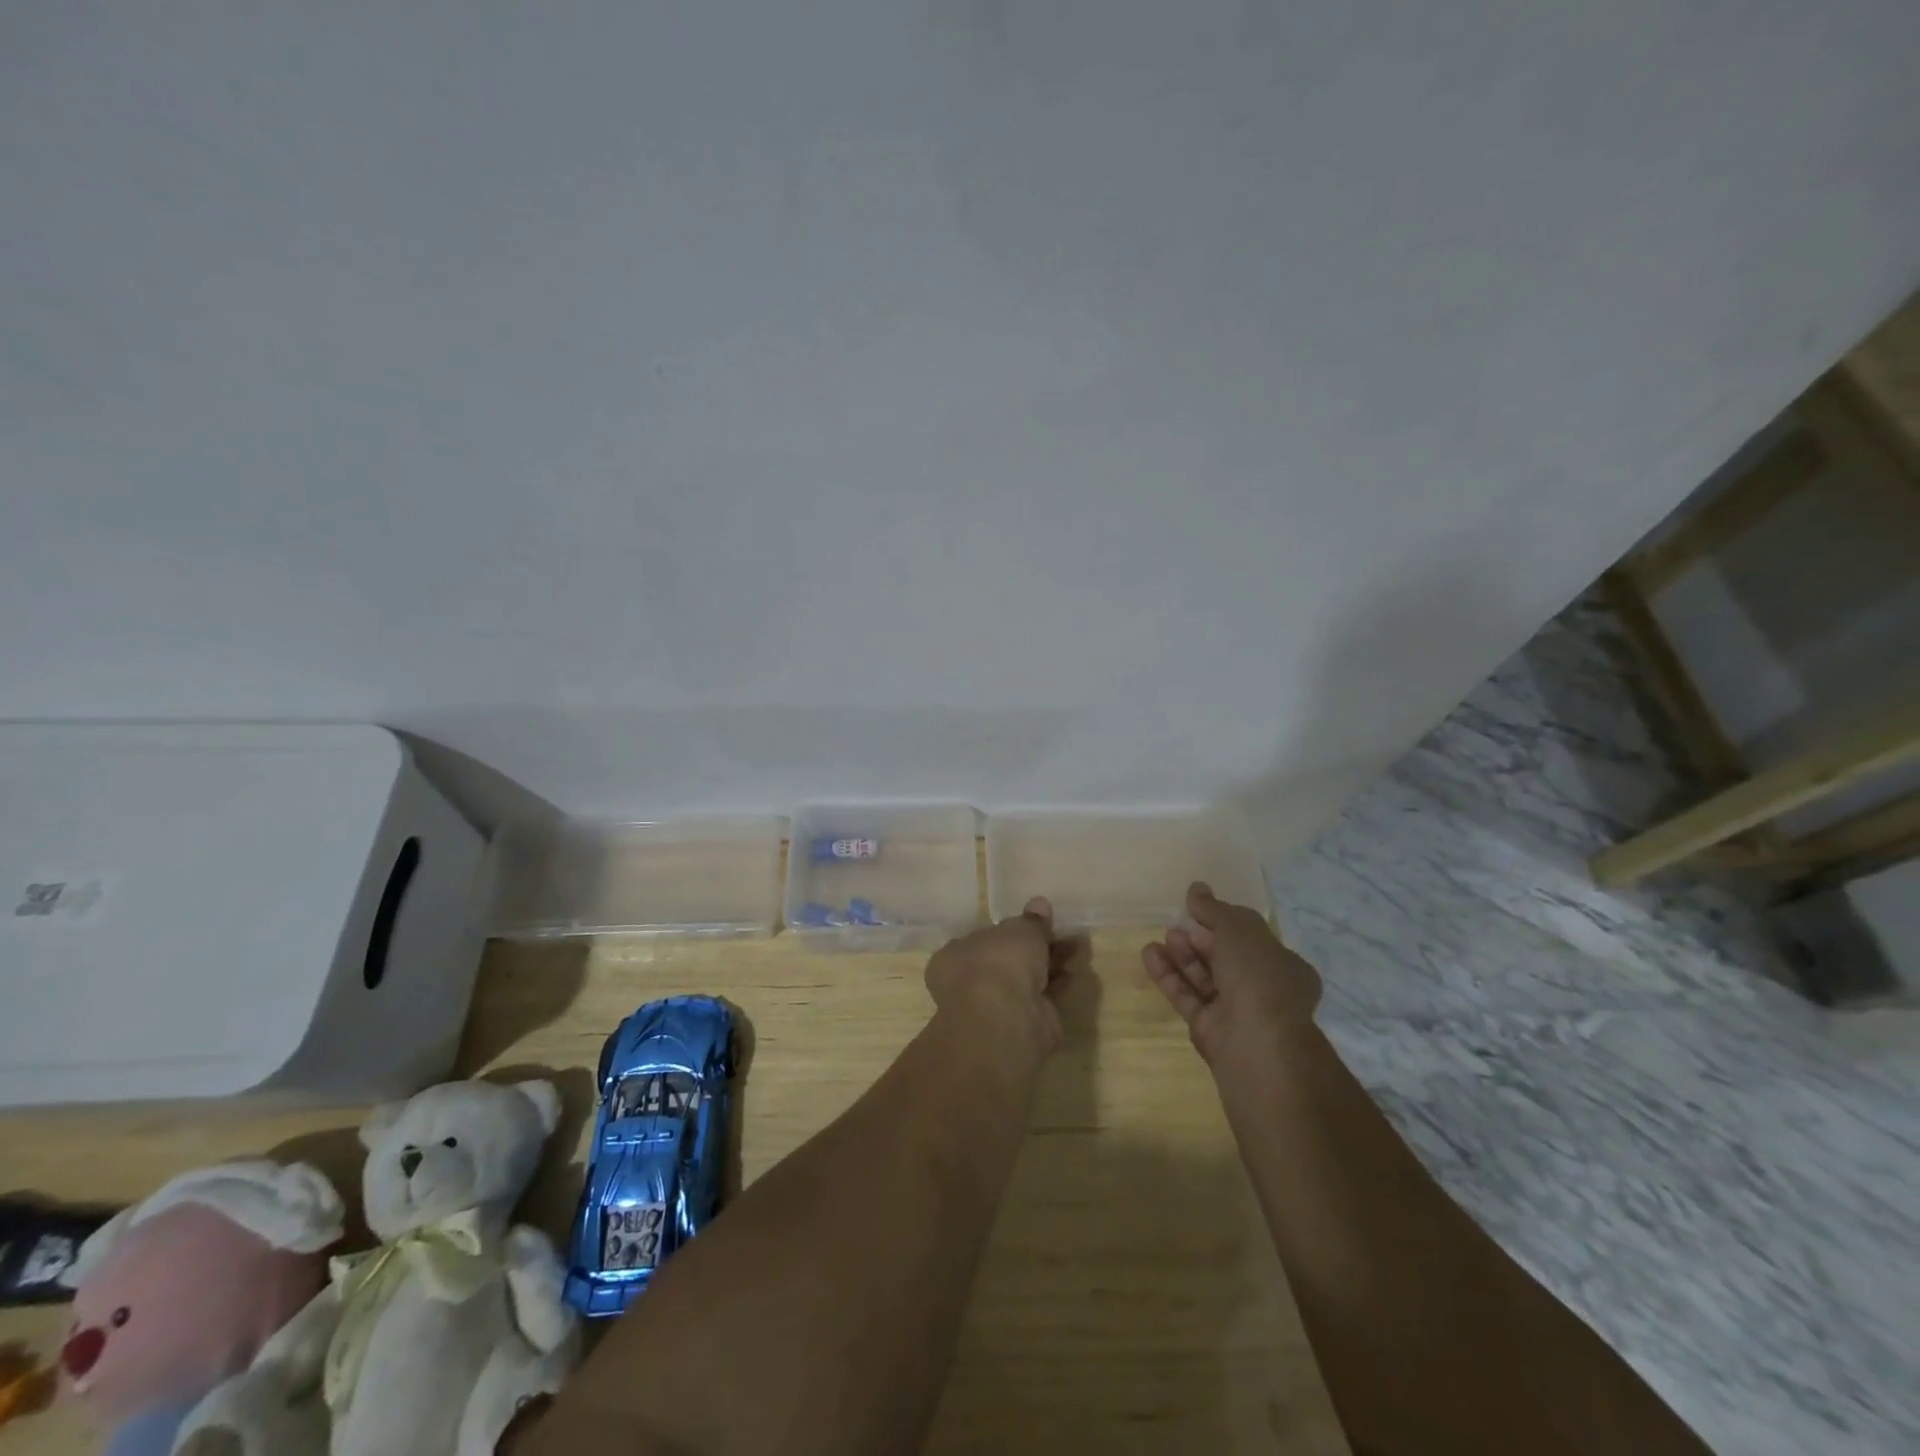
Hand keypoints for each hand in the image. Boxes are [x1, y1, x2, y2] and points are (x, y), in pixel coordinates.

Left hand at [925, 896, 1078, 1053]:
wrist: (1006, 1020)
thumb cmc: (999, 963)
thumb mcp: (1019, 930)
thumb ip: (1031, 920)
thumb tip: (1039, 903)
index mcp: (956, 956)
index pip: (984, 939)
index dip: (1010, 931)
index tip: (1035, 923)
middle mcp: (972, 982)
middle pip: (1010, 960)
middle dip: (1037, 946)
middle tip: (1064, 932)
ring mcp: (998, 1007)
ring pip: (1028, 979)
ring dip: (1052, 962)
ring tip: (1079, 945)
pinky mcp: (1024, 1026)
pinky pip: (1043, 999)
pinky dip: (1059, 984)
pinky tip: (1075, 970)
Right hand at [1142, 882, 1321, 1069]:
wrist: (1256, 1045)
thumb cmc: (1258, 977)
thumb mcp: (1239, 929)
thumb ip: (1214, 908)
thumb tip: (1196, 888)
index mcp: (1285, 967)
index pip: (1253, 939)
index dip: (1226, 922)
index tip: (1199, 909)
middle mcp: (1264, 990)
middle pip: (1226, 959)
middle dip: (1200, 939)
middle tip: (1176, 925)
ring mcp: (1237, 1014)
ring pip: (1205, 979)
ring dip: (1182, 956)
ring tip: (1161, 937)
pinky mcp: (1210, 1031)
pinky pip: (1187, 997)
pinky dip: (1169, 977)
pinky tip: (1149, 955)